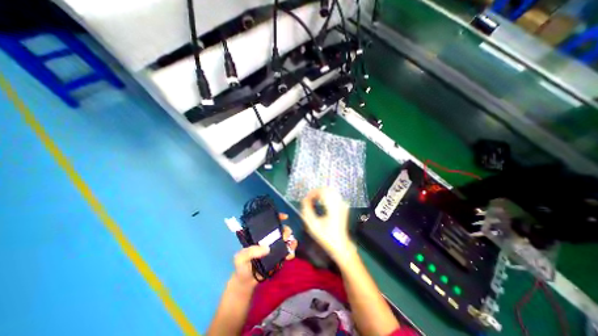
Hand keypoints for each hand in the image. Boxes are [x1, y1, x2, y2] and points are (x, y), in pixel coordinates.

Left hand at [229, 213, 297, 287]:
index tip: (285, 217)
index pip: (269, 222)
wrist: (246, 283)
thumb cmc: (242, 266)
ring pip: (287, 239)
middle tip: (284, 237)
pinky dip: (291, 251)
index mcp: (260, 234)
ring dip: (291, 240)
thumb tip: (267, 248)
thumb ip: (251, 252)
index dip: (278, 217)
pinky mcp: (280, 256)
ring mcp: (275, 247)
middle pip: (281, 229)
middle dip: (286, 230)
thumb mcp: (241, 258)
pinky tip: (289, 256)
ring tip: (289, 246)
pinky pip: (289, 251)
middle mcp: (269, 238)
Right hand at [299, 188, 353, 261]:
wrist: (340, 244)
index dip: (313, 192)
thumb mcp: (313, 225)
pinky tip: (322, 201)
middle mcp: (340, 204)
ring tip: (314, 199)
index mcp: (333, 208)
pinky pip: (335, 195)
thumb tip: (304, 200)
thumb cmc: (326, 236)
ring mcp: (343, 205)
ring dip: (322, 193)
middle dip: (317, 191)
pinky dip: (327, 195)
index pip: (323, 192)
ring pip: (331, 191)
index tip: (306, 198)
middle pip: (327, 189)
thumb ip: (307, 211)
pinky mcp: (343, 206)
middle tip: (309, 198)